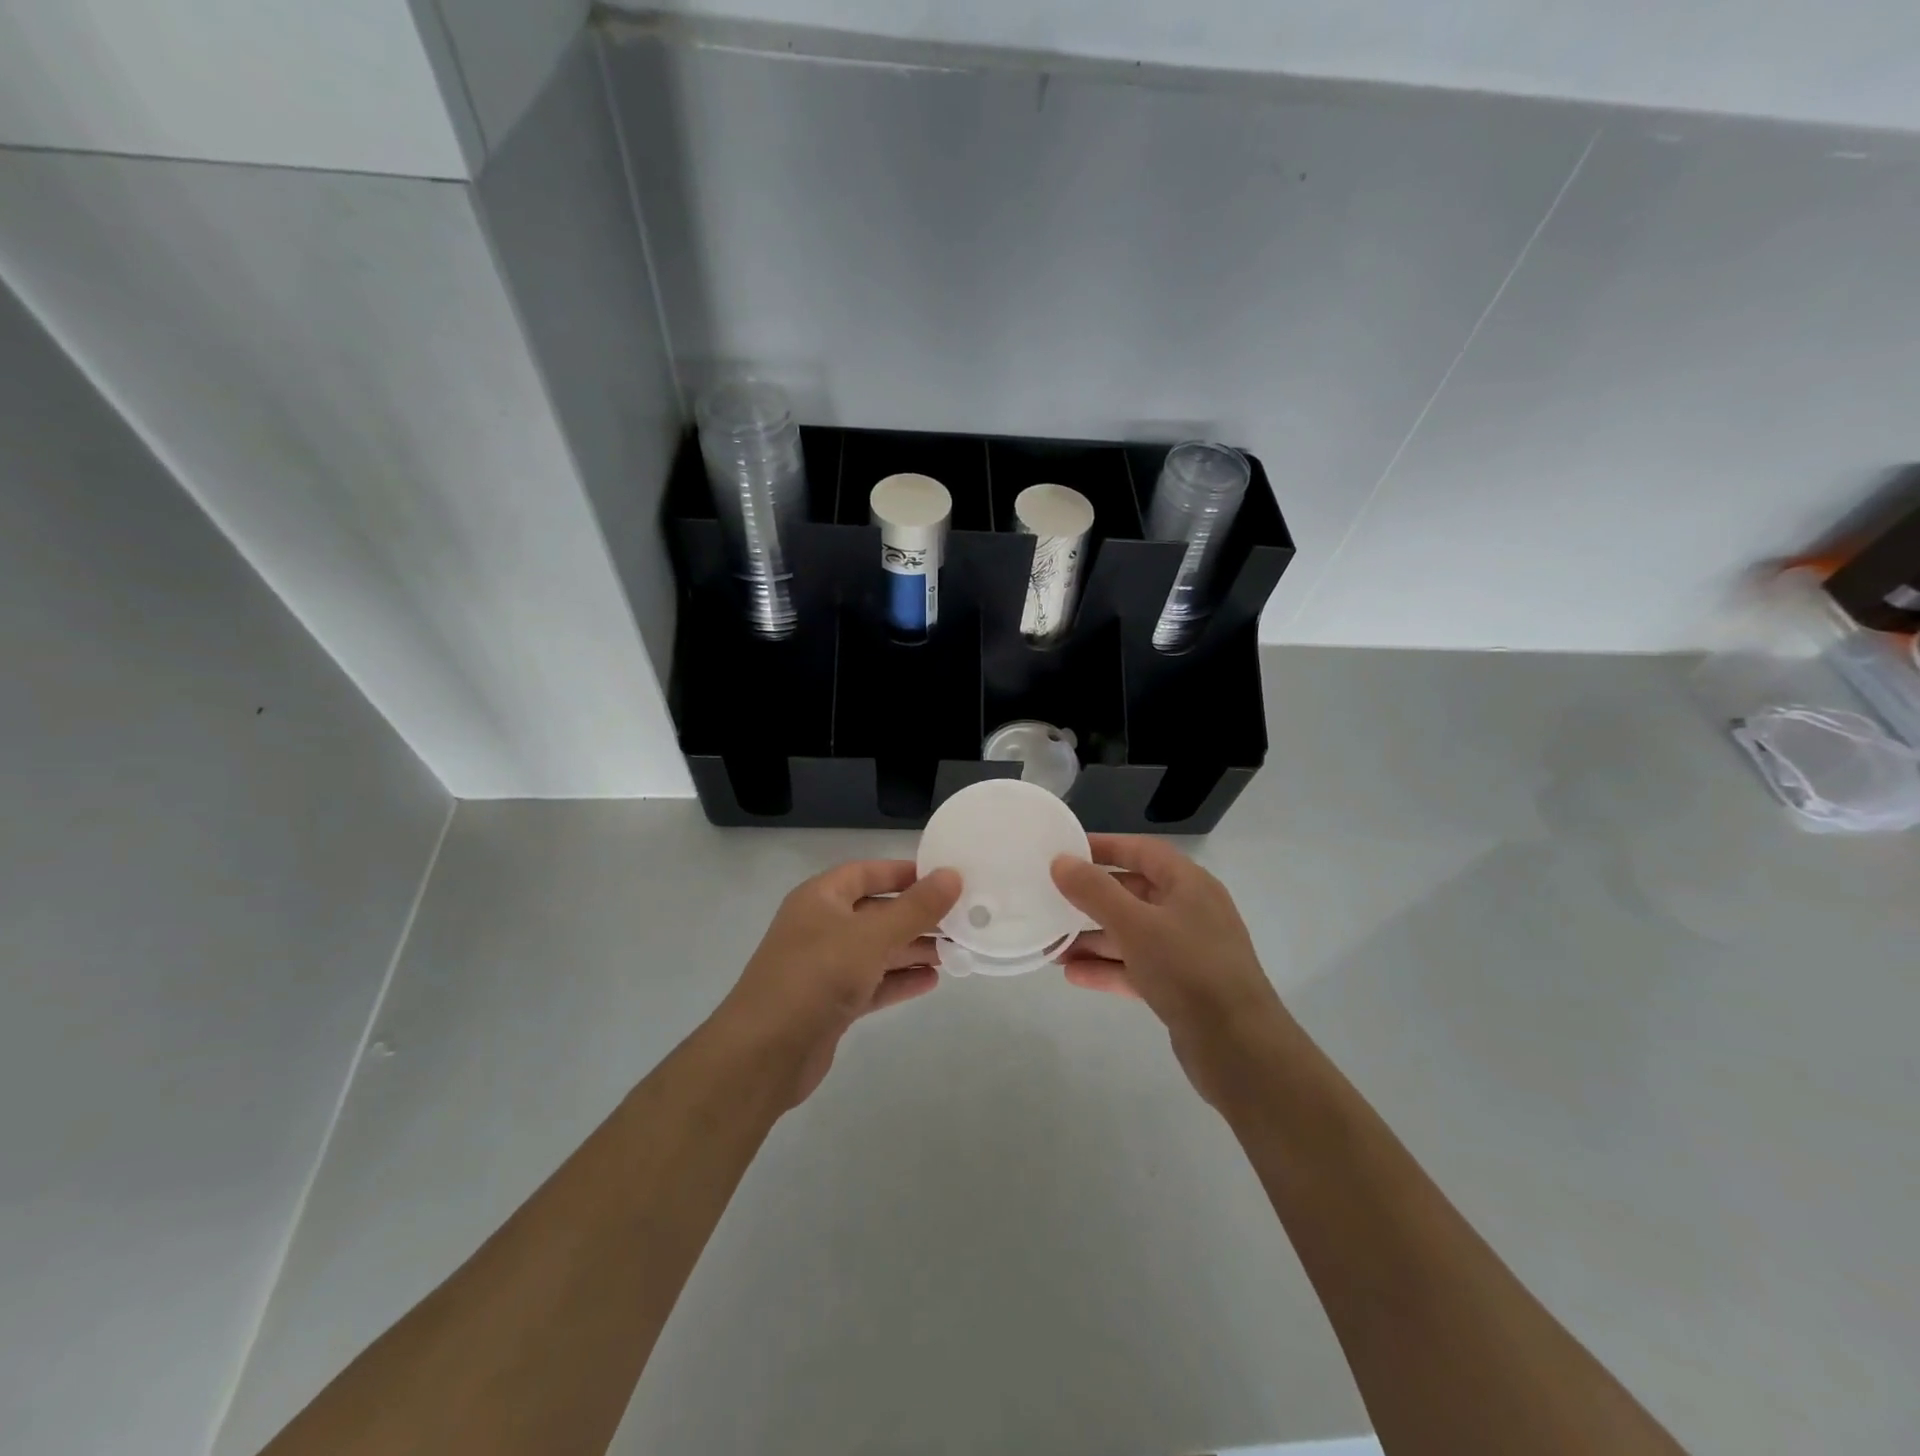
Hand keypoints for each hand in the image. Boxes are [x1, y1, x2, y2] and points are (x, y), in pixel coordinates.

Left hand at [718, 860, 960, 1105]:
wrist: (764, 1055)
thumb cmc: (816, 977)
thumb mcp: (871, 936)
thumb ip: (915, 908)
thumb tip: (952, 875)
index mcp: (820, 898)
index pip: (866, 872)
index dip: (903, 873)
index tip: (944, 877)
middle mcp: (821, 927)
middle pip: (876, 912)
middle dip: (916, 916)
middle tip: (960, 919)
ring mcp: (824, 967)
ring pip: (877, 950)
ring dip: (912, 949)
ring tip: (955, 950)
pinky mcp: (831, 1003)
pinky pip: (872, 983)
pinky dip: (899, 980)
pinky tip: (932, 981)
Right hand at [1051, 835, 1289, 1106]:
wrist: (1239, 1049)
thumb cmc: (1188, 970)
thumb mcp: (1135, 924)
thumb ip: (1094, 891)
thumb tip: (1061, 861)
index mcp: (1189, 884)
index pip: (1142, 851)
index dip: (1104, 847)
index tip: (1065, 851)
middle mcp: (1191, 911)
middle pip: (1134, 892)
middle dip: (1092, 899)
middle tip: (1051, 901)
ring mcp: (1188, 951)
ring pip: (1133, 934)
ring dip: (1094, 938)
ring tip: (1053, 947)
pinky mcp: (1182, 988)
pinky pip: (1138, 967)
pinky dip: (1108, 968)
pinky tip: (1073, 975)